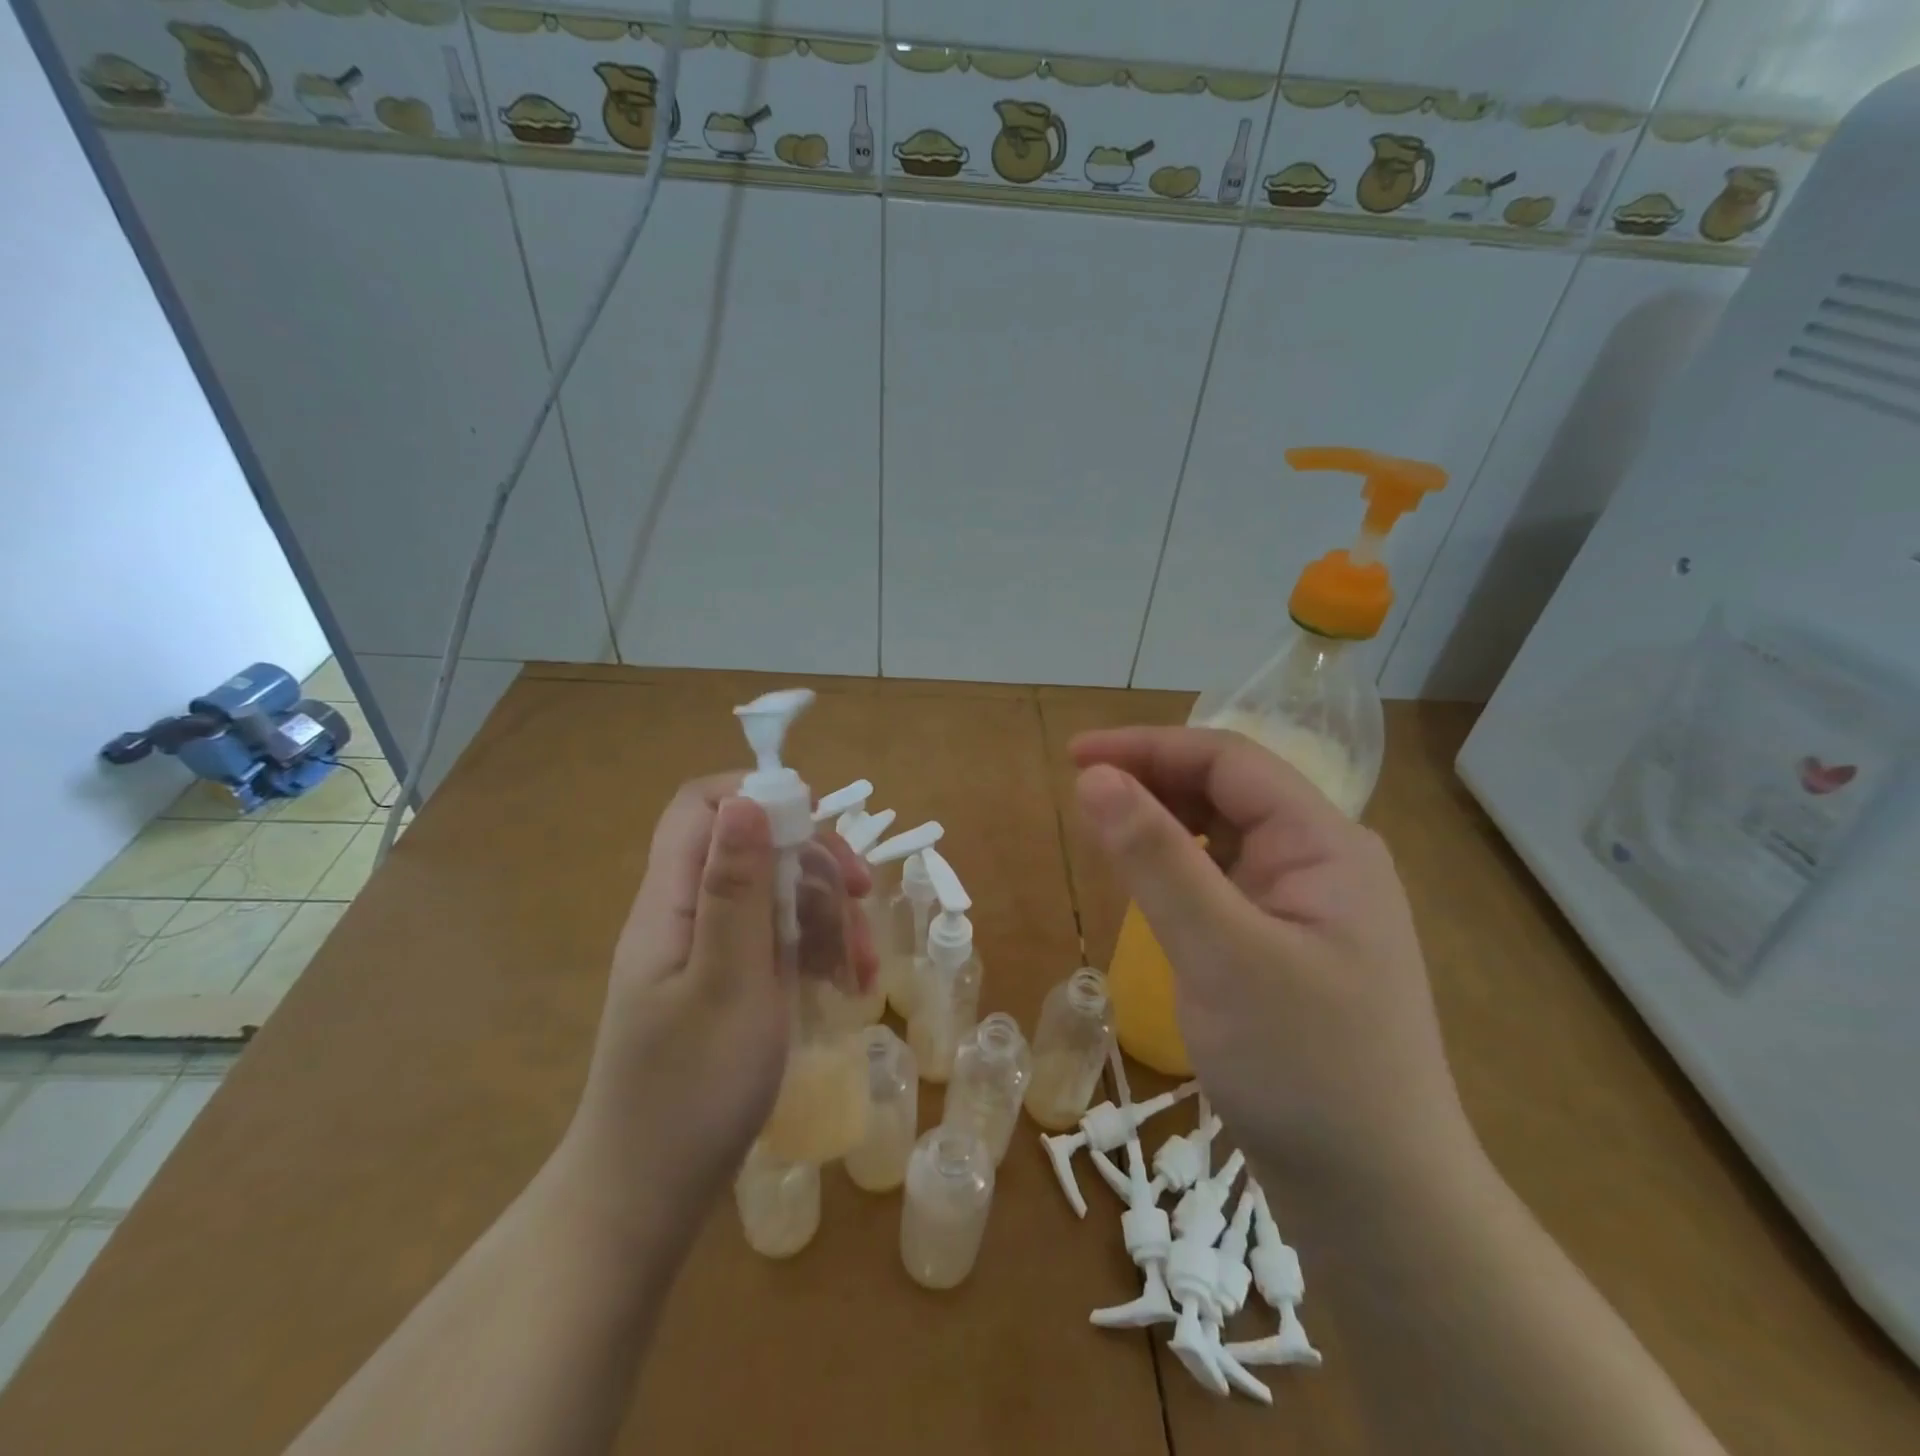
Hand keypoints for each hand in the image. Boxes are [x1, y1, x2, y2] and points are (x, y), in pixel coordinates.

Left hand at [553, 776, 873, 1240]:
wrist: (647, 1198)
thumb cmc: (690, 1091)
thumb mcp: (727, 983)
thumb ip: (736, 889)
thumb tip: (747, 801)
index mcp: (670, 903)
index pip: (702, 807)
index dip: (759, 797)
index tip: (818, 825)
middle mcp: (685, 916)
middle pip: (752, 849)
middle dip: (813, 864)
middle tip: (863, 897)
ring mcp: (707, 953)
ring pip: (773, 897)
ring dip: (826, 916)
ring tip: (864, 968)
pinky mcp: (726, 986)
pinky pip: (775, 944)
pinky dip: (815, 953)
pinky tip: (849, 987)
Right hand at [1072, 727, 1477, 1195]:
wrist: (1380, 1203)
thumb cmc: (1304, 1069)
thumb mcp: (1220, 954)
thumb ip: (1157, 859)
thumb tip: (1095, 778)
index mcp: (1325, 844)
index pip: (1228, 761)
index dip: (1147, 747)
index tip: (1074, 756)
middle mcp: (1324, 861)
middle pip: (1230, 791)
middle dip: (1154, 779)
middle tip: (1081, 791)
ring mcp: (1310, 907)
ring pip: (1227, 836)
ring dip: (1166, 822)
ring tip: (1106, 828)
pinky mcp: (1291, 947)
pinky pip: (1227, 882)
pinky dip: (1181, 869)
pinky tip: (1151, 885)